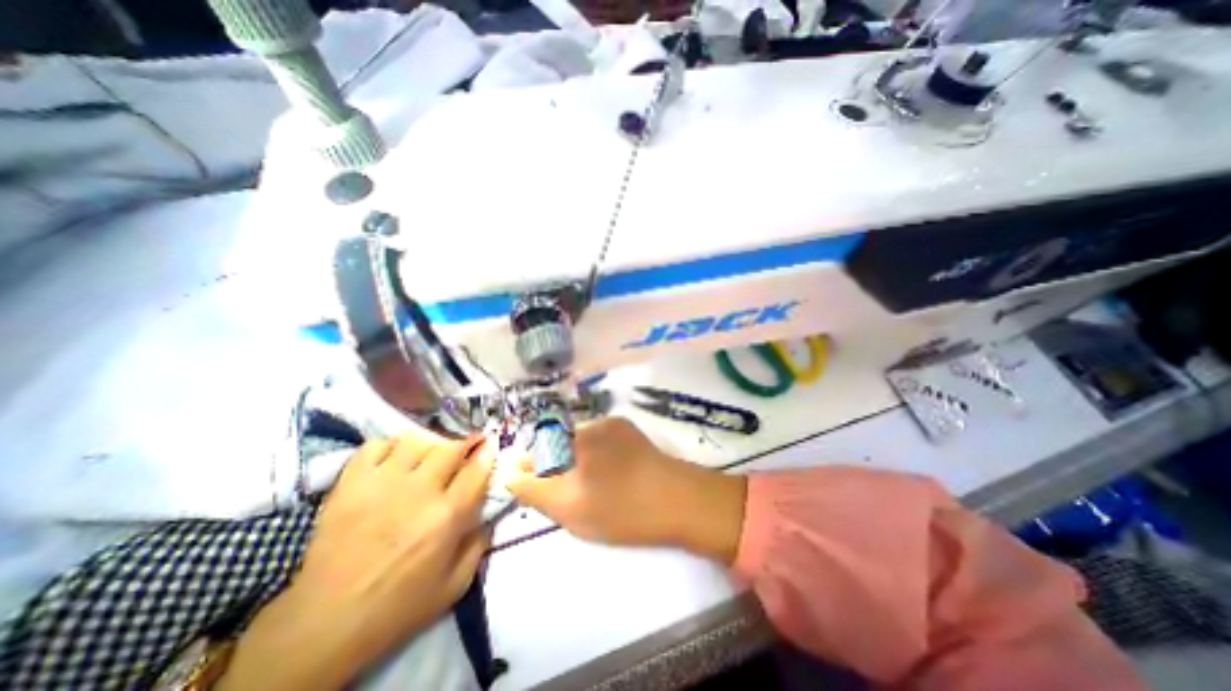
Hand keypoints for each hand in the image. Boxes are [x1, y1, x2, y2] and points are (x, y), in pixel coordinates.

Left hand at [221, 434, 493, 686]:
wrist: (324, 625)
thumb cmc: (398, 606)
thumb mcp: (454, 585)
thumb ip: (479, 544)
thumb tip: (489, 512)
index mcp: (447, 517)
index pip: (477, 469)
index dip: (487, 453)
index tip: (490, 447)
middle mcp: (419, 492)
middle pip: (450, 448)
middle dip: (465, 443)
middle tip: (466, 448)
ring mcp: (381, 484)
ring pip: (415, 441)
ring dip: (429, 444)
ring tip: (429, 455)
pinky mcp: (350, 485)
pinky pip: (375, 446)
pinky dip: (389, 446)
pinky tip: (394, 459)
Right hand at [502, 419, 744, 564]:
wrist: (678, 500)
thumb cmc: (623, 511)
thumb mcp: (571, 510)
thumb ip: (535, 490)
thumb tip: (512, 473)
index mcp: (572, 442)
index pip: (536, 452)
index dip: (534, 471)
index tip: (538, 488)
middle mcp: (587, 424)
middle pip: (555, 445)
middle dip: (554, 467)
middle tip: (571, 493)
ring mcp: (609, 423)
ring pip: (577, 441)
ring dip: (575, 459)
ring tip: (594, 484)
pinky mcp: (624, 427)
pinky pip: (596, 438)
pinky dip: (594, 453)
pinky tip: (610, 471)